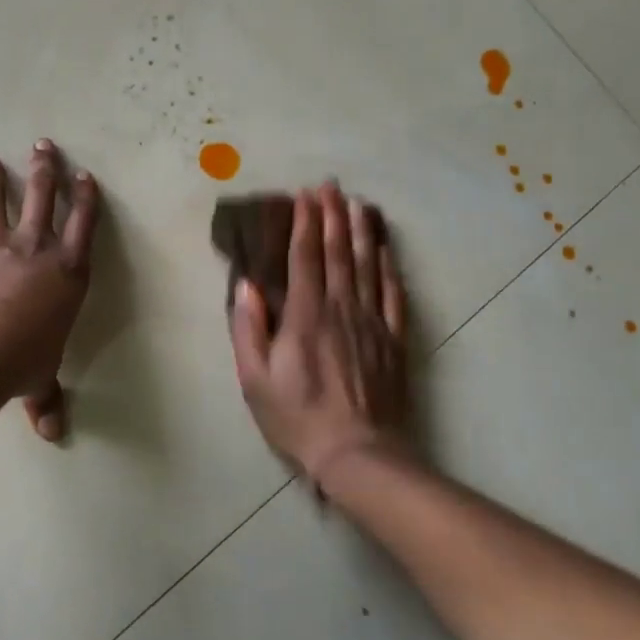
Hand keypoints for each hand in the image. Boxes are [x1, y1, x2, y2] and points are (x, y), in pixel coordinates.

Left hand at [0, 139, 101, 439]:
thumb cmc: (23, 360)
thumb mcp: (40, 380)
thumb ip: (45, 399)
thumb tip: (51, 434)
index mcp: (67, 273)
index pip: (83, 226)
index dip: (86, 198)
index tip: (85, 175)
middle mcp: (34, 251)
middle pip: (42, 198)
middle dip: (45, 169)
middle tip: (43, 144)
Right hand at [229, 183, 409, 491]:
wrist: (357, 453)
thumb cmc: (297, 417)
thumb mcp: (255, 379)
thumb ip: (248, 329)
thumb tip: (246, 285)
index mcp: (305, 316)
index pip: (304, 258)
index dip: (305, 223)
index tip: (304, 196)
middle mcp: (340, 308)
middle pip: (337, 253)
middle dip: (333, 216)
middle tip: (330, 187)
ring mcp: (371, 322)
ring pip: (366, 266)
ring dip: (360, 232)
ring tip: (357, 204)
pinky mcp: (393, 340)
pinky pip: (392, 294)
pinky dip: (388, 267)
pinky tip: (384, 250)